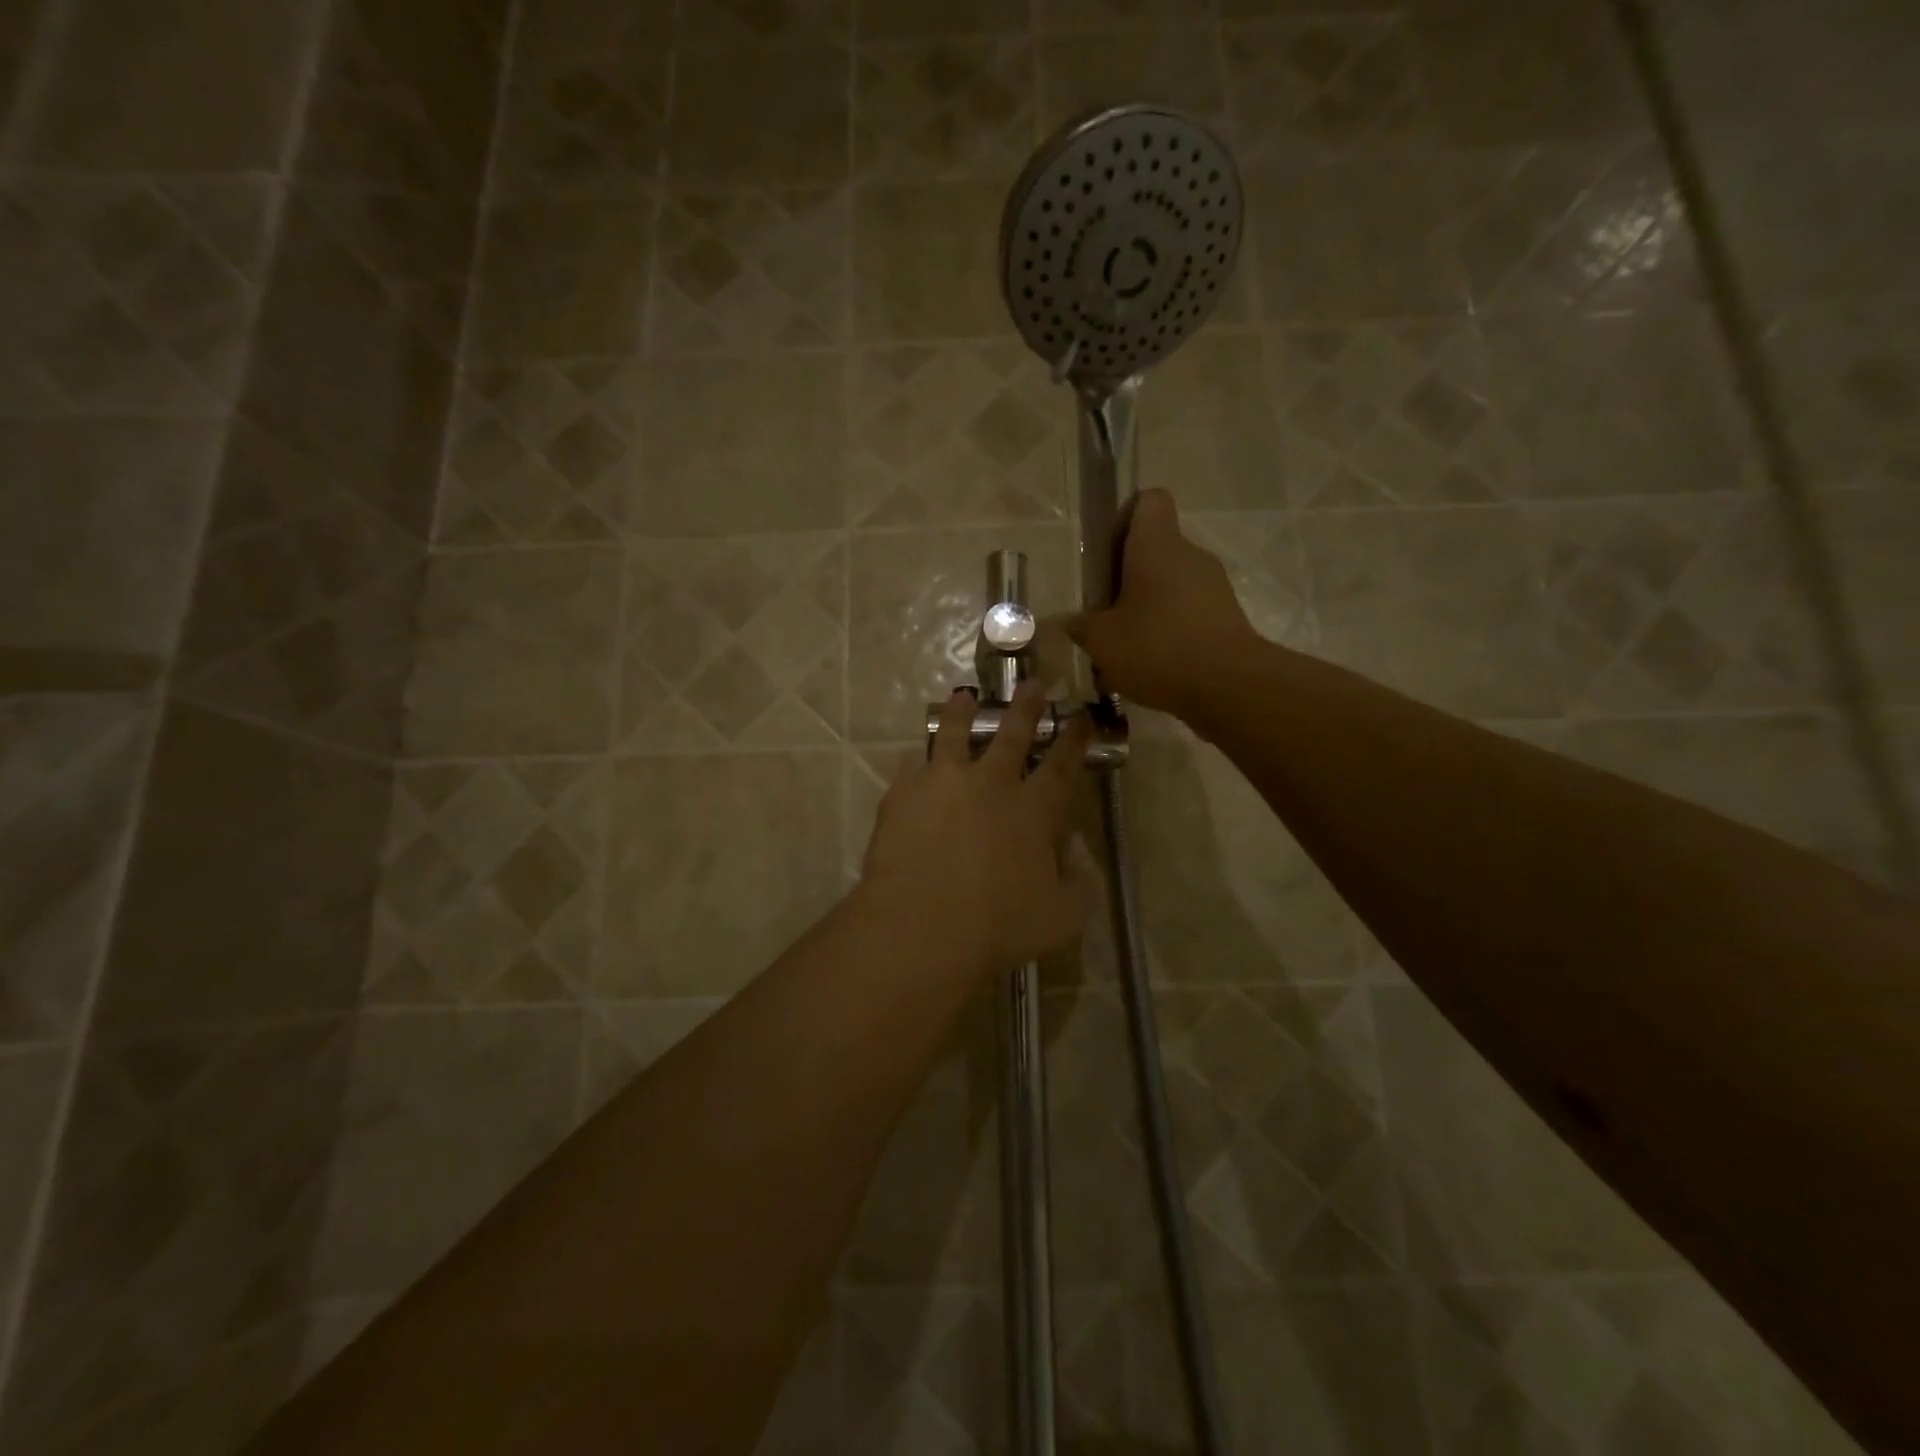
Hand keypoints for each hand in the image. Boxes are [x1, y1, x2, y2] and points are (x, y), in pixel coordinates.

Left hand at [859, 682, 1096, 975]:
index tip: (1081, 715)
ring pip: (956, 734)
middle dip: (1025, 707)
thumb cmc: (998, 926)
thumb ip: (1080, 885)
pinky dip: (920, 760)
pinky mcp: (903, 794)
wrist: (922, 925)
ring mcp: (943, 783)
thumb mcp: (1061, 918)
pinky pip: (913, 766)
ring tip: (964, 697)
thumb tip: (1079, 857)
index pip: (1061, 764)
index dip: (1074, 738)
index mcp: (1033, 810)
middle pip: (1011, 734)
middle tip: (1031, 683)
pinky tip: (916, 759)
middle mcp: (991, 784)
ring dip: (964, 713)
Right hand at [1065, 489, 1259, 720]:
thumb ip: (1082, 626)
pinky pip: (1188, 611)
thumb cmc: (1157, 647)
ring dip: (1147, 606)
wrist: (1228, 686)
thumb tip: (1071, 622)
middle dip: (1127, 576)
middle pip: (1155, 548)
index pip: (1148, 500)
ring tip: (1125, 645)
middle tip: (1104, 611)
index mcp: (1156, 545)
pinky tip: (1153, 663)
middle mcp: (1189, 555)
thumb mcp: (1102, 641)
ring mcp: (1213, 585)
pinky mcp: (1226, 616)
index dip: (1124, 518)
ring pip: (1171, 583)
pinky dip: (1169, 629)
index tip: (1105, 554)